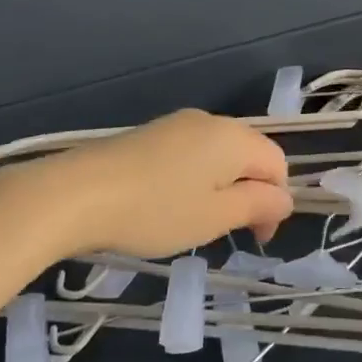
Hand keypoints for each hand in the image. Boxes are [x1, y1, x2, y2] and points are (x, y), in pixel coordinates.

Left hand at [0, 109, 292, 259]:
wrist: (77, 193)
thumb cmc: (156, 210)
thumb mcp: (215, 217)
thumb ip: (257, 205)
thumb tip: (284, 199)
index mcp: (235, 137)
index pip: (277, 164)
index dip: (275, 202)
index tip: (255, 239)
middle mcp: (211, 121)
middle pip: (249, 154)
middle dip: (249, 193)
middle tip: (226, 233)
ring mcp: (178, 124)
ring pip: (218, 155)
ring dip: (221, 187)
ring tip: (195, 222)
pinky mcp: (151, 133)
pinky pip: (190, 153)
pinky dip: (194, 179)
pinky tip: (168, 204)